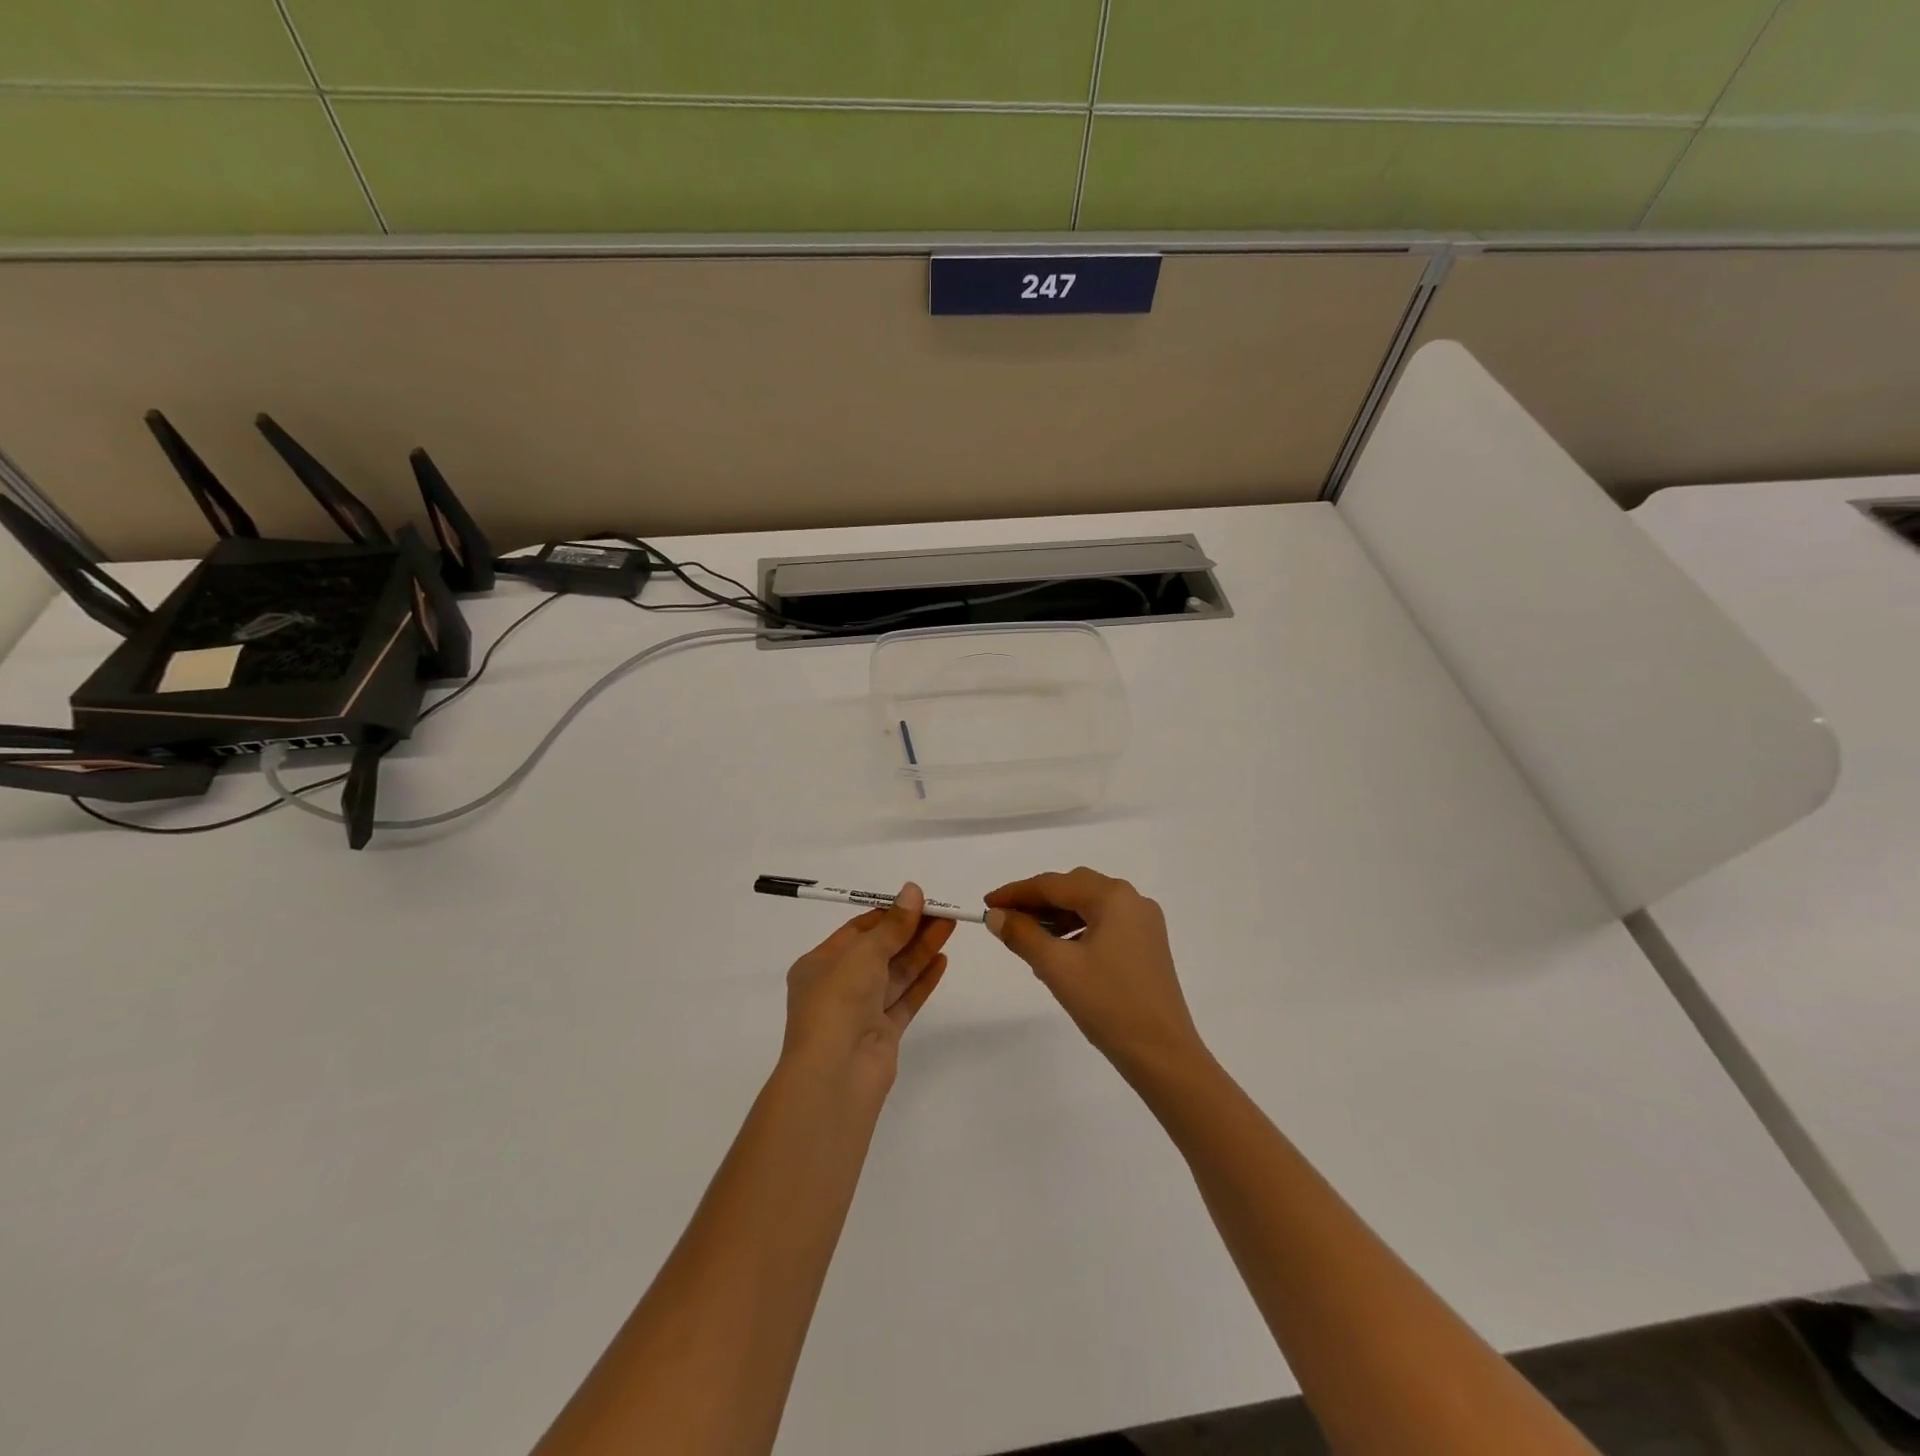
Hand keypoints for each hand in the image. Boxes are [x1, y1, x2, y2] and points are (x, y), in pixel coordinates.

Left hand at [783, 883, 952, 1088]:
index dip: (888, 914)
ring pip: (896, 974)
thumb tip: (913, 890)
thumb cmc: (838, 1001)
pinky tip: (943, 960)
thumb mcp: (863, 952)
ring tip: (950, 926)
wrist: (835, 1074)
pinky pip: (905, 999)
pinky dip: (923, 980)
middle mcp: (838, 986)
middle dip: (910, 930)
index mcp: (819, 964)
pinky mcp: (883, 1033)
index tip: (917, 900)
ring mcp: (861, 1012)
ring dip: (921, 950)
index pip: (857, 931)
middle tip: (942, 911)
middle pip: (880, 951)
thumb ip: (893, 925)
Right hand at [985, 868, 1206, 1081]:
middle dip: (1036, 903)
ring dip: (1055, 918)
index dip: (1016, 893)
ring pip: (1088, 907)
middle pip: (1073, 890)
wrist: (1163, 1055)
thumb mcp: (1057, 967)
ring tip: (1026, 939)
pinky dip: (1076, 932)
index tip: (986, 904)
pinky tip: (1057, 954)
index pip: (1054, 884)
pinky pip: (1103, 925)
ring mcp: (1143, 923)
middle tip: (1003, 920)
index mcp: (1113, 897)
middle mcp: (1132, 900)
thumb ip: (1022, 934)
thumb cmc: (1108, 1005)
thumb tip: (996, 916)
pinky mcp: (1146, 946)